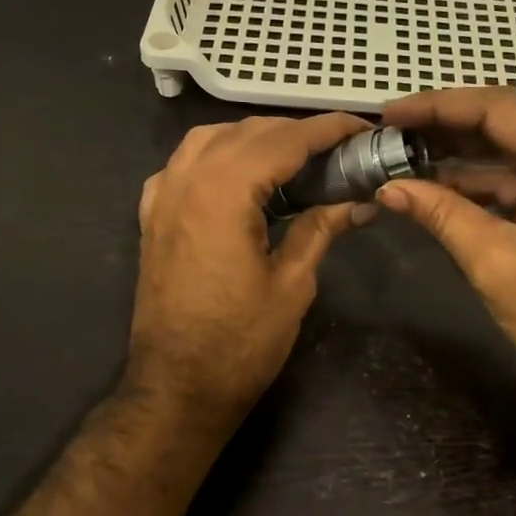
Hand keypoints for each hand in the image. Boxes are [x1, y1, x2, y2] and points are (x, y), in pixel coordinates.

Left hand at [129, 113, 370, 435]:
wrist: (177, 387)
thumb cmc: (240, 343)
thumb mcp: (292, 284)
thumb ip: (320, 229)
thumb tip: (359, 203)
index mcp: (223, 193)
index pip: (284, 140)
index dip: (328, 130)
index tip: (362, 128)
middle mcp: (187, 181)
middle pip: (247, 132)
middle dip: (296, 131)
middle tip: (338, 148)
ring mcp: (162, 197)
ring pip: (209, 138)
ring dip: (253, 137)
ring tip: (292, 156)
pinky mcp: (152, 217)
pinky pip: (182, 165)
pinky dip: (214, 156)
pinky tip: (236, 175)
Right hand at [376, 88, 515, 421]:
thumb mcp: (496, 262)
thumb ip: (441, 213)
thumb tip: (388, 187)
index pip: (502, 109)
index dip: (439, 107)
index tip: (390, 112)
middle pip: (510, 121)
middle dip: (448, 126)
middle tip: (392, 130)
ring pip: (515, 148)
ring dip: (461, 153)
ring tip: (404, 153)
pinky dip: (483, 180)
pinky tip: (437, 182)